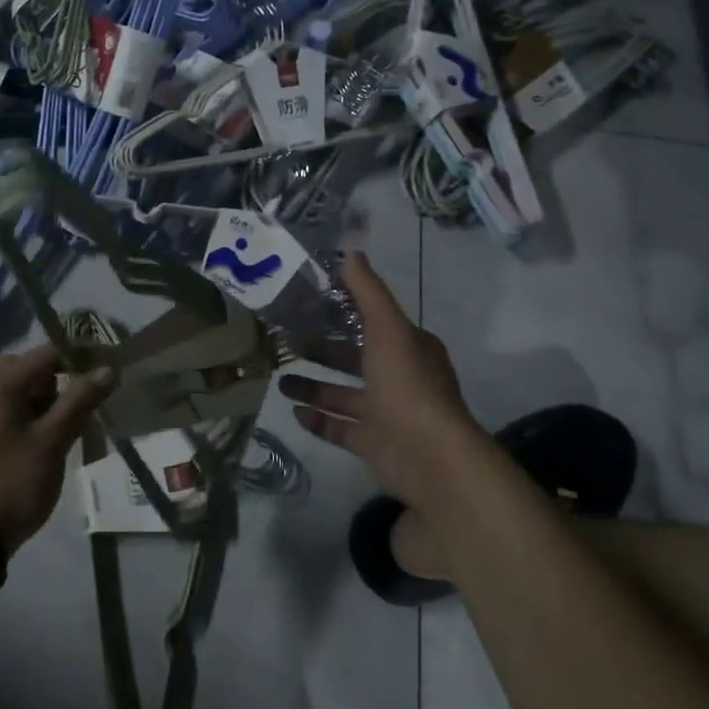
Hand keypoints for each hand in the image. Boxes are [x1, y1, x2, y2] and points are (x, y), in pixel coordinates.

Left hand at [0, 346, 115, 555]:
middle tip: (86, 402)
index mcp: (0, 385)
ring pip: (19, 394)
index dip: (80, 357)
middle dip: (61, 380)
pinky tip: (49, 443)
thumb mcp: (52, 441)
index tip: (107, 371)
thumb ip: (80, 401)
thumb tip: (108, 369)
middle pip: (30, 371)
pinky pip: (9, 414)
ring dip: (48, 401)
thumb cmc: (11, 482)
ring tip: (73, 426)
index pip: (47, 352)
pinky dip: (32, 418)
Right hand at [280, 253, 492, 509]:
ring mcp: (386, 414)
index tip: (310, 304)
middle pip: (355, 360)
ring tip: (280, 380)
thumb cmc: (408, 385)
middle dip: (324, 352)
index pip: (374, 323)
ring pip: (343, 396)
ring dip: (313, 388)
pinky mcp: (373, 444)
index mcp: (409, 348)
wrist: (429, 456)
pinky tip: (294, 412)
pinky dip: (318, 420)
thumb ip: (368, 292)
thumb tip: (350, 251)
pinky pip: (340, 429)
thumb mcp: (388, 328)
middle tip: (287, 343)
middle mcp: (400, 379)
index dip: (345, 313)